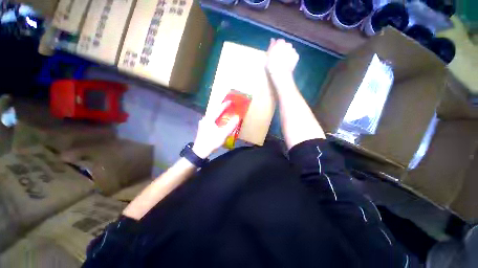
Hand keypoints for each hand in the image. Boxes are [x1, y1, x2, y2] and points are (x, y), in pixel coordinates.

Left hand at [192, 101, 239, 158]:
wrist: (200, 151)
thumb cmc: (211, 142)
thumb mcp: (223, 134)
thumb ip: (231, 126)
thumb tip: (237, 117)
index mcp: (209, 119)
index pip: (218, 109)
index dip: (224, 105)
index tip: (230, 101)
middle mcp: (205, 119)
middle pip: (214, 111)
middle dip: (221, 108)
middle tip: (228, 106)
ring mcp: (203, 123)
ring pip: (212, 115)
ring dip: (218, 113)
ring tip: (225, 112)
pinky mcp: (203, 127)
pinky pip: (211, 119)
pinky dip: (216, 118)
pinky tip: (219, 120)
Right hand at [265, 39, 298, 75]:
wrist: (280, 74)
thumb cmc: (271, 66)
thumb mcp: (268, 56)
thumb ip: (271, 47)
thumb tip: (272, 40)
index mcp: (280, 43)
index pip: (279, 41)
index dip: (277, 46)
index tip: (275, 52)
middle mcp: (287, 44)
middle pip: (286, 45)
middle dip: (283, 49)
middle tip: (279, 57)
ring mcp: (293, 50)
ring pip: (290, 50)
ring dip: (288, 53)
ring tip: (284, 61)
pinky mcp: (296, 56)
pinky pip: (294, 55)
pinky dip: (292, 58)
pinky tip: (288, 63)